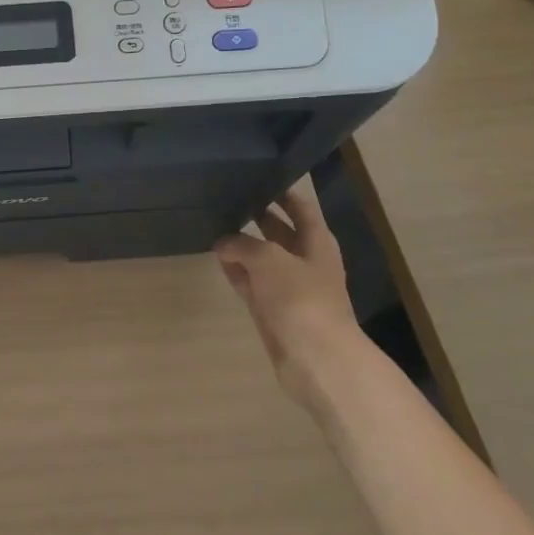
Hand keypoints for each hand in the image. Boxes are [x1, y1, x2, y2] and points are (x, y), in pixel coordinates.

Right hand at [215, 179, 360, 402]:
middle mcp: (305, 262)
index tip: (259, 176)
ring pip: (262, 258)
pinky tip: (217, 259)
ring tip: (215, 225)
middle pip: (281, 232)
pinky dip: (236, 271)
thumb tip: (222, 242)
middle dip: (259, 216)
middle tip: (228, 198)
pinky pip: (250, 283)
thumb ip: (242, 244)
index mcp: (317, 244)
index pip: (301, 208)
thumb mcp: (269, 259)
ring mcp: (288, 288)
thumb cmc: (300, 299)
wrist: (315, 358)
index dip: (283, 192)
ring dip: (243, 245)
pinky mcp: (271, 310)